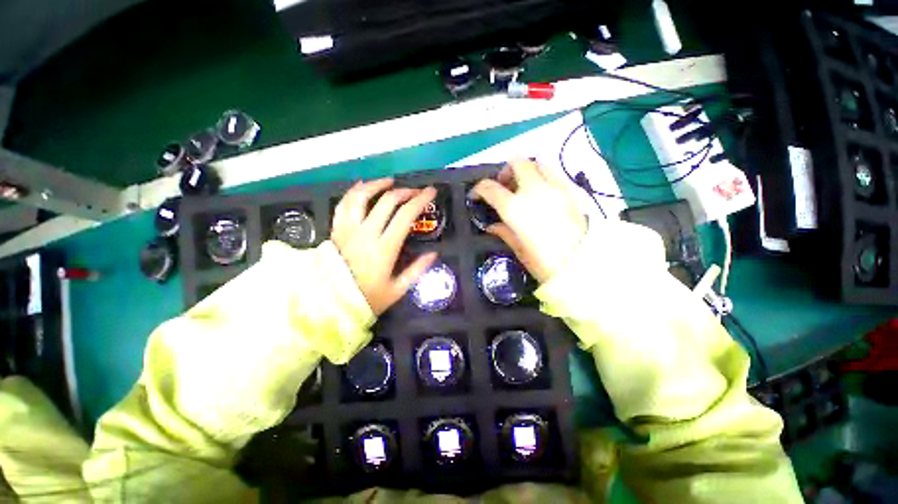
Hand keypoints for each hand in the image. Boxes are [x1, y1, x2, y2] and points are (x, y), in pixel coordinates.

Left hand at [331, 178, 438, 314]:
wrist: (330, 304)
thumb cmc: (366, 298)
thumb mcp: (397, 289)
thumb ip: (417, 270)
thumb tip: (434, 254)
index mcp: (384, 248)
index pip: (405, 215)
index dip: (420, 200)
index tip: (430, 192)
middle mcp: (366, 233)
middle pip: (387, 201)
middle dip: (405, 192)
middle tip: (415, 192)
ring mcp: (349, 229)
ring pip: (362, 197)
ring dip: (377, 185)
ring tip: (389, 182)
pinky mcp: (337, 230)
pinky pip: (343, 204)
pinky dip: (353, 192)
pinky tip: (361, 186)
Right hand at [472, 159, 586, 282]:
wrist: (582, 266)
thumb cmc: (544, 262)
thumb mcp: (518, 249)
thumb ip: (503, 231)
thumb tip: (492, 225)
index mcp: (515, 208)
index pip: (490, 188)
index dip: (479, 189)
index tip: (476, 196)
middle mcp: (534, 190)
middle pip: (517, 163)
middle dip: (506, 171)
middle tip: (504, 186)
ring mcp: (556, 187)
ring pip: (538, 163)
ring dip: (527, 171)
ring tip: (524, 187)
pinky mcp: (572, 191)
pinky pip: (555, 173)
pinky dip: (544, 177)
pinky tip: (543, 194)